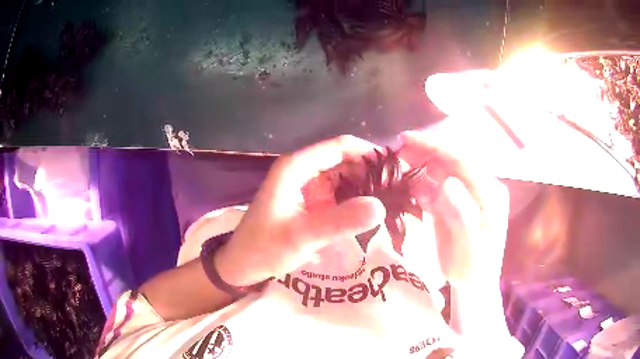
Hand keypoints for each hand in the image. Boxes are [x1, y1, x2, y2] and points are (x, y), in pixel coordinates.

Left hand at [216, 135, 386, 285]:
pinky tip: (371, 211)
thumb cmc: (264, 248)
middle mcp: (302, 170)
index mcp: (296, 167)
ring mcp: (306, 186)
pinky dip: (355, 199)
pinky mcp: (310, 202)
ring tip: (392, 199)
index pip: (340, 146)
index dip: (369, 153)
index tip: (396, 168)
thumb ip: (340, 221)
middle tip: (399, 187)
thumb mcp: (302, 236)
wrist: (242, 265)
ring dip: (365, 186)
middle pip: (344, 159)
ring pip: (343, 176)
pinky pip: (338, 193)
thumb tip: (381, 206)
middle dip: (371, 171)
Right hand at [397, 131, 509, 285]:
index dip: (434, 146)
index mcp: (489, 192)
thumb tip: (447, 182)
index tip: (405, 139)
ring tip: (396, 163)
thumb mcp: (469, 247)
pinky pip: (437, 187)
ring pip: (442, 172)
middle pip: (451, 161)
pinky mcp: (456, 205)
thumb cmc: (473, 269)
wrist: (472, 285)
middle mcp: (480, 188)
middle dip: (424, 152)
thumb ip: (461, 214)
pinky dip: (421, 184)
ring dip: (420, 166)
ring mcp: (468, 196)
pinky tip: (406, 185)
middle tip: (395, 149)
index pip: (461, 159)